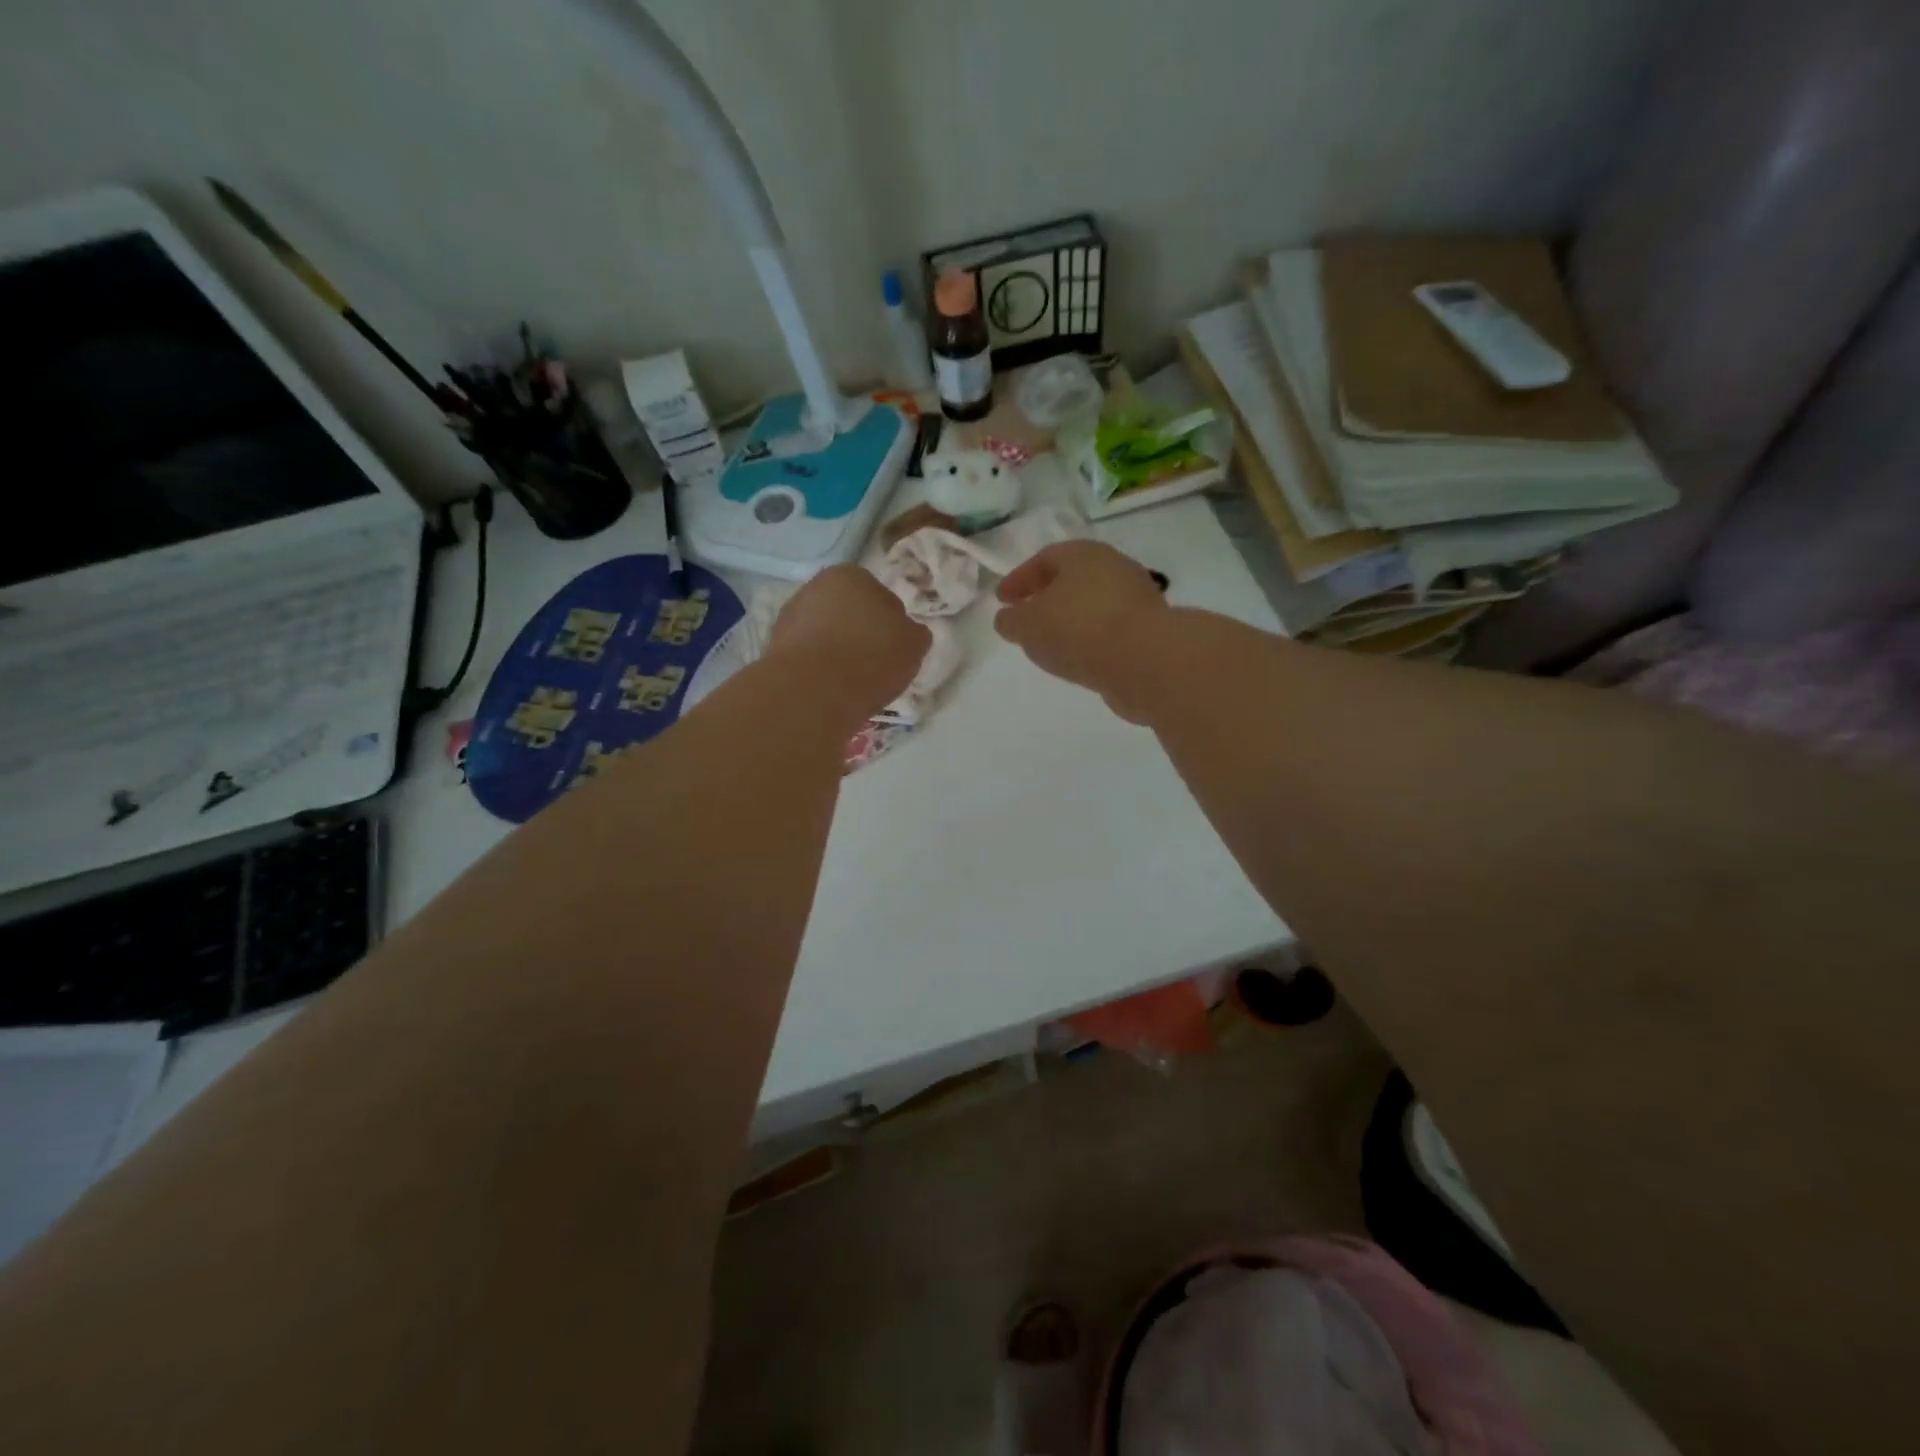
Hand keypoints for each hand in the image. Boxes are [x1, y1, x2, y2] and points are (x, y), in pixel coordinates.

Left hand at [768, 565, 929, 720]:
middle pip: (848, 613)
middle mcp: (815, 587)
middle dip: (861, 634)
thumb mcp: (914, 644)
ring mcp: (789, 618)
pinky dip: (819, 670)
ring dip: (837, 652)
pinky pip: (808, 658)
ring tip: (853, 684)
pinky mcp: (773, 650)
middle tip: (876, 665)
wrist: (813, 691)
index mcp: (851, 575)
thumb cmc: (872, 656)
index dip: (892, 623)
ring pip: (825, 635)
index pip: (881, 596)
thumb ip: (914, 633)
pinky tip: (830, 691)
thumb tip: (907, 633)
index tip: (896, 648)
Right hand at [994, 541, 1168, 720]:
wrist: (1146, 660)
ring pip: (1092, 606)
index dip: (1019, 579)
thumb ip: (1011, 621)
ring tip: (1051, 645)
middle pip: (1072, 580)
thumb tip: (1009, 619)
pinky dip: (1090, 641)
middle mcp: (1113, 568)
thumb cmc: (1078, 629)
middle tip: (1027, 619)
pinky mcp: (1149, 631)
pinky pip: (1109, 631)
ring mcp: (1136, 599)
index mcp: (1083, 554)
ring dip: (1069, 622)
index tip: (1002, 600)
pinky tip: (1079, 660)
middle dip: (1046, 598)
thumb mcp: (1027, 625)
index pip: (1044, 559)